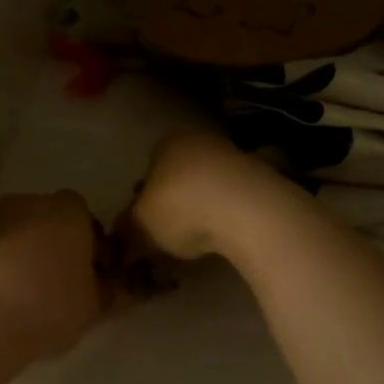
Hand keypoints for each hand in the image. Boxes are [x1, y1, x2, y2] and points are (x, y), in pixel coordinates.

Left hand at [0, 192, 108, 358]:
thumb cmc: (51, 305)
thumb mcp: (95, 306)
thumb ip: (108, 291)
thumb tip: (113, 286)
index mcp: (70, 210)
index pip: (89, 221)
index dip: (93, 248)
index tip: (93, 277)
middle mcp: (31, 203)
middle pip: (52, 222)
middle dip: (58, 247)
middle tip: (64, 286)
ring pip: (21, 235)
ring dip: (28, 257)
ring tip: (33, 297)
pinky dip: (3, 268)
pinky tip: (7, 300)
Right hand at [122, 130, 294, 262]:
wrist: (248, 210)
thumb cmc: (181, 207)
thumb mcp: (141, 224)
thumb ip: (127, 231)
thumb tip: (120, 243)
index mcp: (168, 141)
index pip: (149, 167)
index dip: (143, 198)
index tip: (145, 224)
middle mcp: (201, 140)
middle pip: (179, 175)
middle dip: (173, 203)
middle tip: (168, 235)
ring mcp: (236, 156)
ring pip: (208, 187)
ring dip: (201, 210)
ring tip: (197, 241)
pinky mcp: (263, 179)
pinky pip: (234, 200)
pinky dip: (227, 216)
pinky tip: (224, 237)